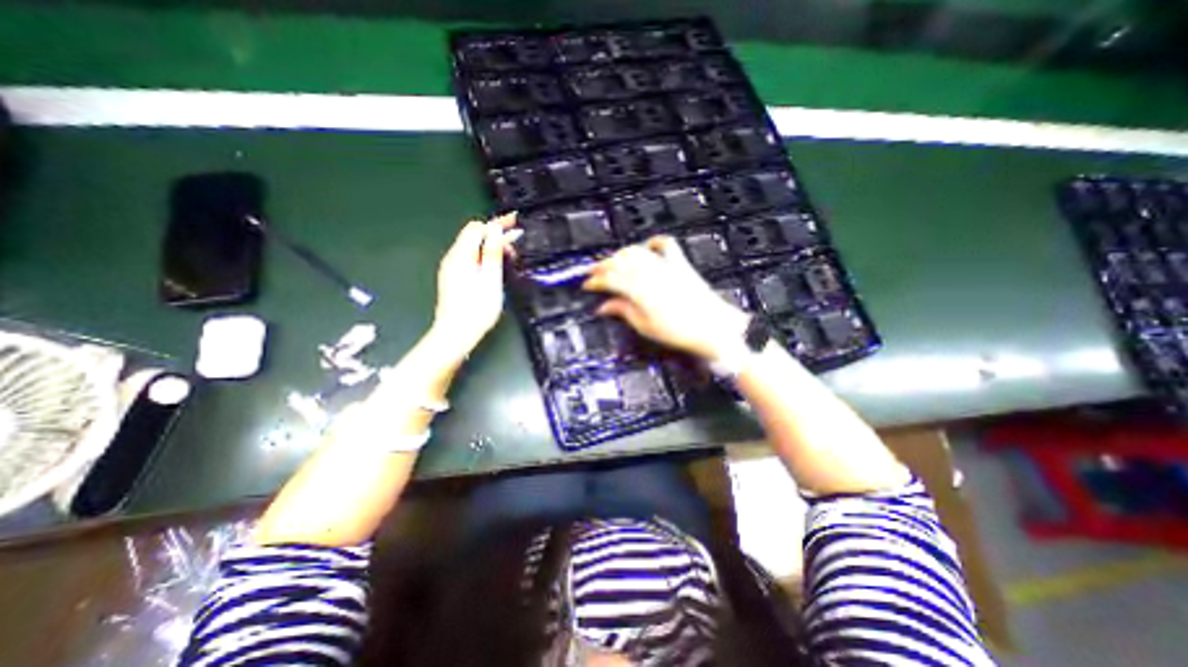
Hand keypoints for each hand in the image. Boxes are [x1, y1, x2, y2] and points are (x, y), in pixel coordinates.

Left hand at [429, 215, 518, 363]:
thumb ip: (492, 253)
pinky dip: (484, 256)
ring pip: (472, 247)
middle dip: (495, 234)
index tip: (515, 220)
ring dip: (490, 245)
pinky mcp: (454, 278)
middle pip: (473, 235)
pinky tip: (495, 266)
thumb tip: (496, 229)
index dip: (496, 222)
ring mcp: (452, 268)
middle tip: (515, 244)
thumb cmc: (477, 309)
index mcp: (461, 255)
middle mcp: (453, 258)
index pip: (478, 228)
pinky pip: (470, 258)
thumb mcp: (490, 279)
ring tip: (509, 256)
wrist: (456, 334)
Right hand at [583, 236, 749, 362]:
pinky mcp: (679, 264)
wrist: (712, 328)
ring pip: (636, 251)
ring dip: (621, 254)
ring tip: (612, 262)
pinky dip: (652, 243)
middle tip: (593, 272)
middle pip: (620, 261)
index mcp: (640, 291)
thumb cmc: (678, 332)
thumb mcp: (645, 326)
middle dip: (603, 265)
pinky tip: (645, 248)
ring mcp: (666, 266)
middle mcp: (651, 273)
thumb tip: (603, 307)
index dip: (596, 280)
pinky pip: (665, 245)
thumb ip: (623, 311)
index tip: (586, 285)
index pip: (611, 279)